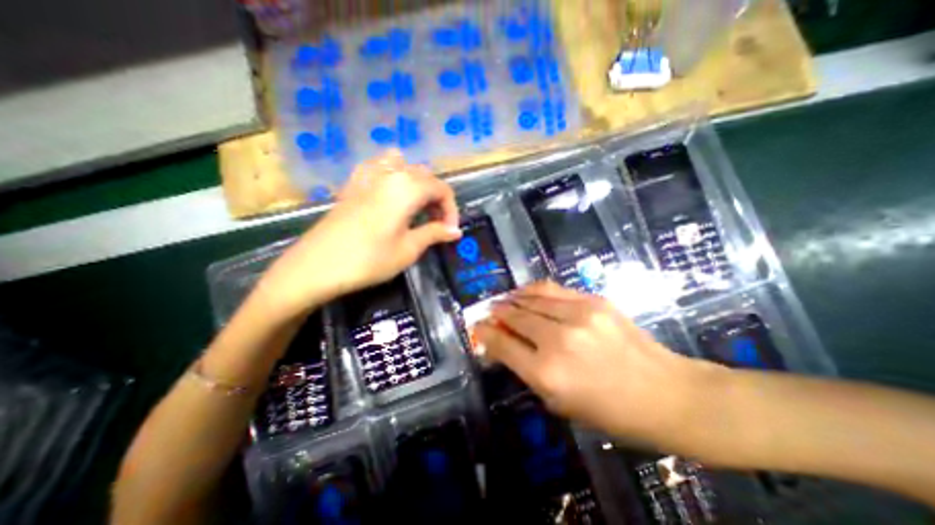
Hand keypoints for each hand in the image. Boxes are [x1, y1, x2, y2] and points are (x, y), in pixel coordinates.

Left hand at [256, 149, 461, 317]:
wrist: (317, 266)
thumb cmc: (369, 259)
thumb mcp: (408, 249)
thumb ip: (434, 234)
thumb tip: (455, 231)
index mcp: (407, 187)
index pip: (442, 189)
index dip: (451, 210)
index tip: (450, 232)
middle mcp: (389, 174)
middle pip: (425, 176)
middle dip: (436, 199)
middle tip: (436, 224)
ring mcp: (368, 175)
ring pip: (404, 166)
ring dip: (417, 184)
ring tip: (416, 206)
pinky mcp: (353, 183)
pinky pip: (379, 166)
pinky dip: (393, 174)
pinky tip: (391, 192)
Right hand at [478, 281, 704, 445]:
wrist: (666, 393)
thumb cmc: (610, 411)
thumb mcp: (559, 402)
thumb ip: (525, 370)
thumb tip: (500, 346)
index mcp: (548, 374)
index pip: (503, 344)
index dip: (486, 333)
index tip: (477, 327)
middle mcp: (558, 340)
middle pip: (514, 316)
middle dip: (497, 313)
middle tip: (489, 311)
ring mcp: (578, 315)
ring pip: (531, 298)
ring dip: (512, 297)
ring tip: (504, 299)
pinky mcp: (593, 301)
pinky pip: (552, 289)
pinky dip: (533, 289)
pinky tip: (526, 292)